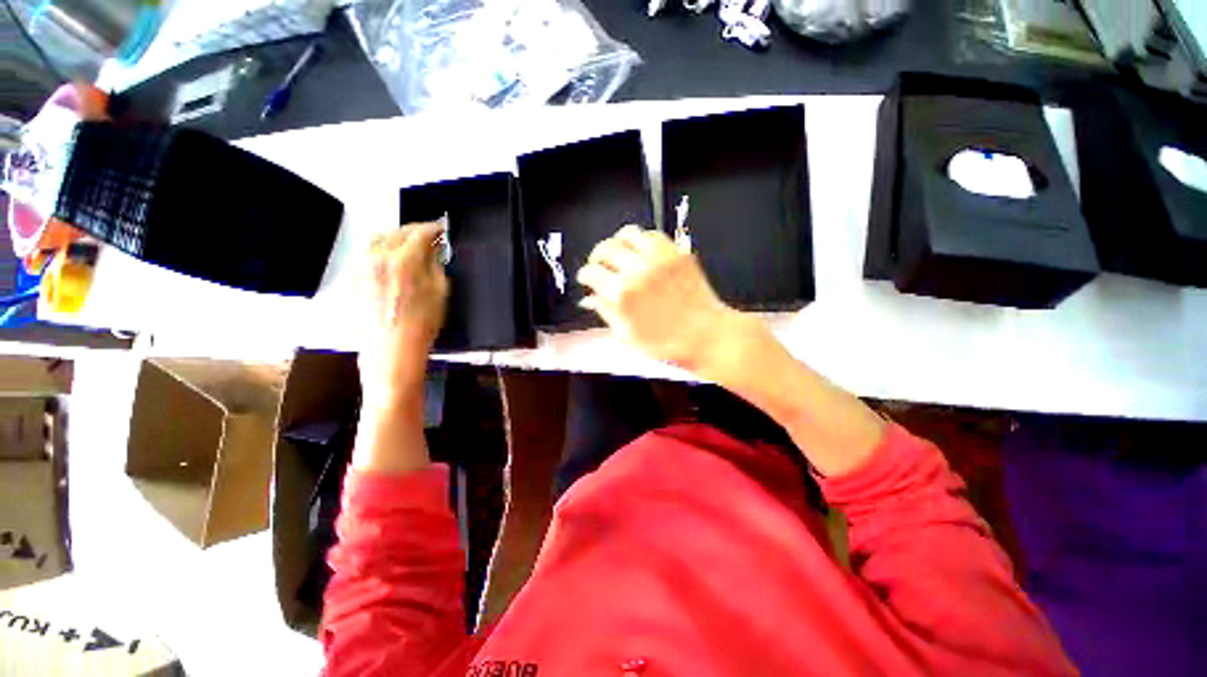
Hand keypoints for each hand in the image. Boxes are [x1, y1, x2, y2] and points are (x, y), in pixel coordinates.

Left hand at [358, 222, 448, 406]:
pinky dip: (383, 249)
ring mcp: (363, 266)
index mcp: (403, 261)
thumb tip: (434, 250)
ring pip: (379, 239)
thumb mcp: (440, 292)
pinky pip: (368, 253)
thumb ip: (436, 265)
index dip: (434, 228)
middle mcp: (378, 258)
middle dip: (416, 230)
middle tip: (430, 236)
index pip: (420, 232)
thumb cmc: (421, 324)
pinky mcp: (355, 277)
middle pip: (397, 231)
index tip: (443, 228)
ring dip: (397, 237)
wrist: (391, 349)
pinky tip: (394, 258)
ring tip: (411, 245)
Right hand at [577, 225, 735, 371]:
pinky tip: (641, 254)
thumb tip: (589, 298)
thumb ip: (605, 312)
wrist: (707, 336)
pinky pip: (652, 235)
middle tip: (600, 266)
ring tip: (619, 254)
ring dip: (618, 243)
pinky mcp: (677, 252)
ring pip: (627, 234)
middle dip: (597, 257)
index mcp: (621, 293)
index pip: (591, 272)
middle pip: (605, 248)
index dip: (585, 276)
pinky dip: (641, 241)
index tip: (587, 279)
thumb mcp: (628, 336)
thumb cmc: (667, 344)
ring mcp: (659, 257)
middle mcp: (637, 269)